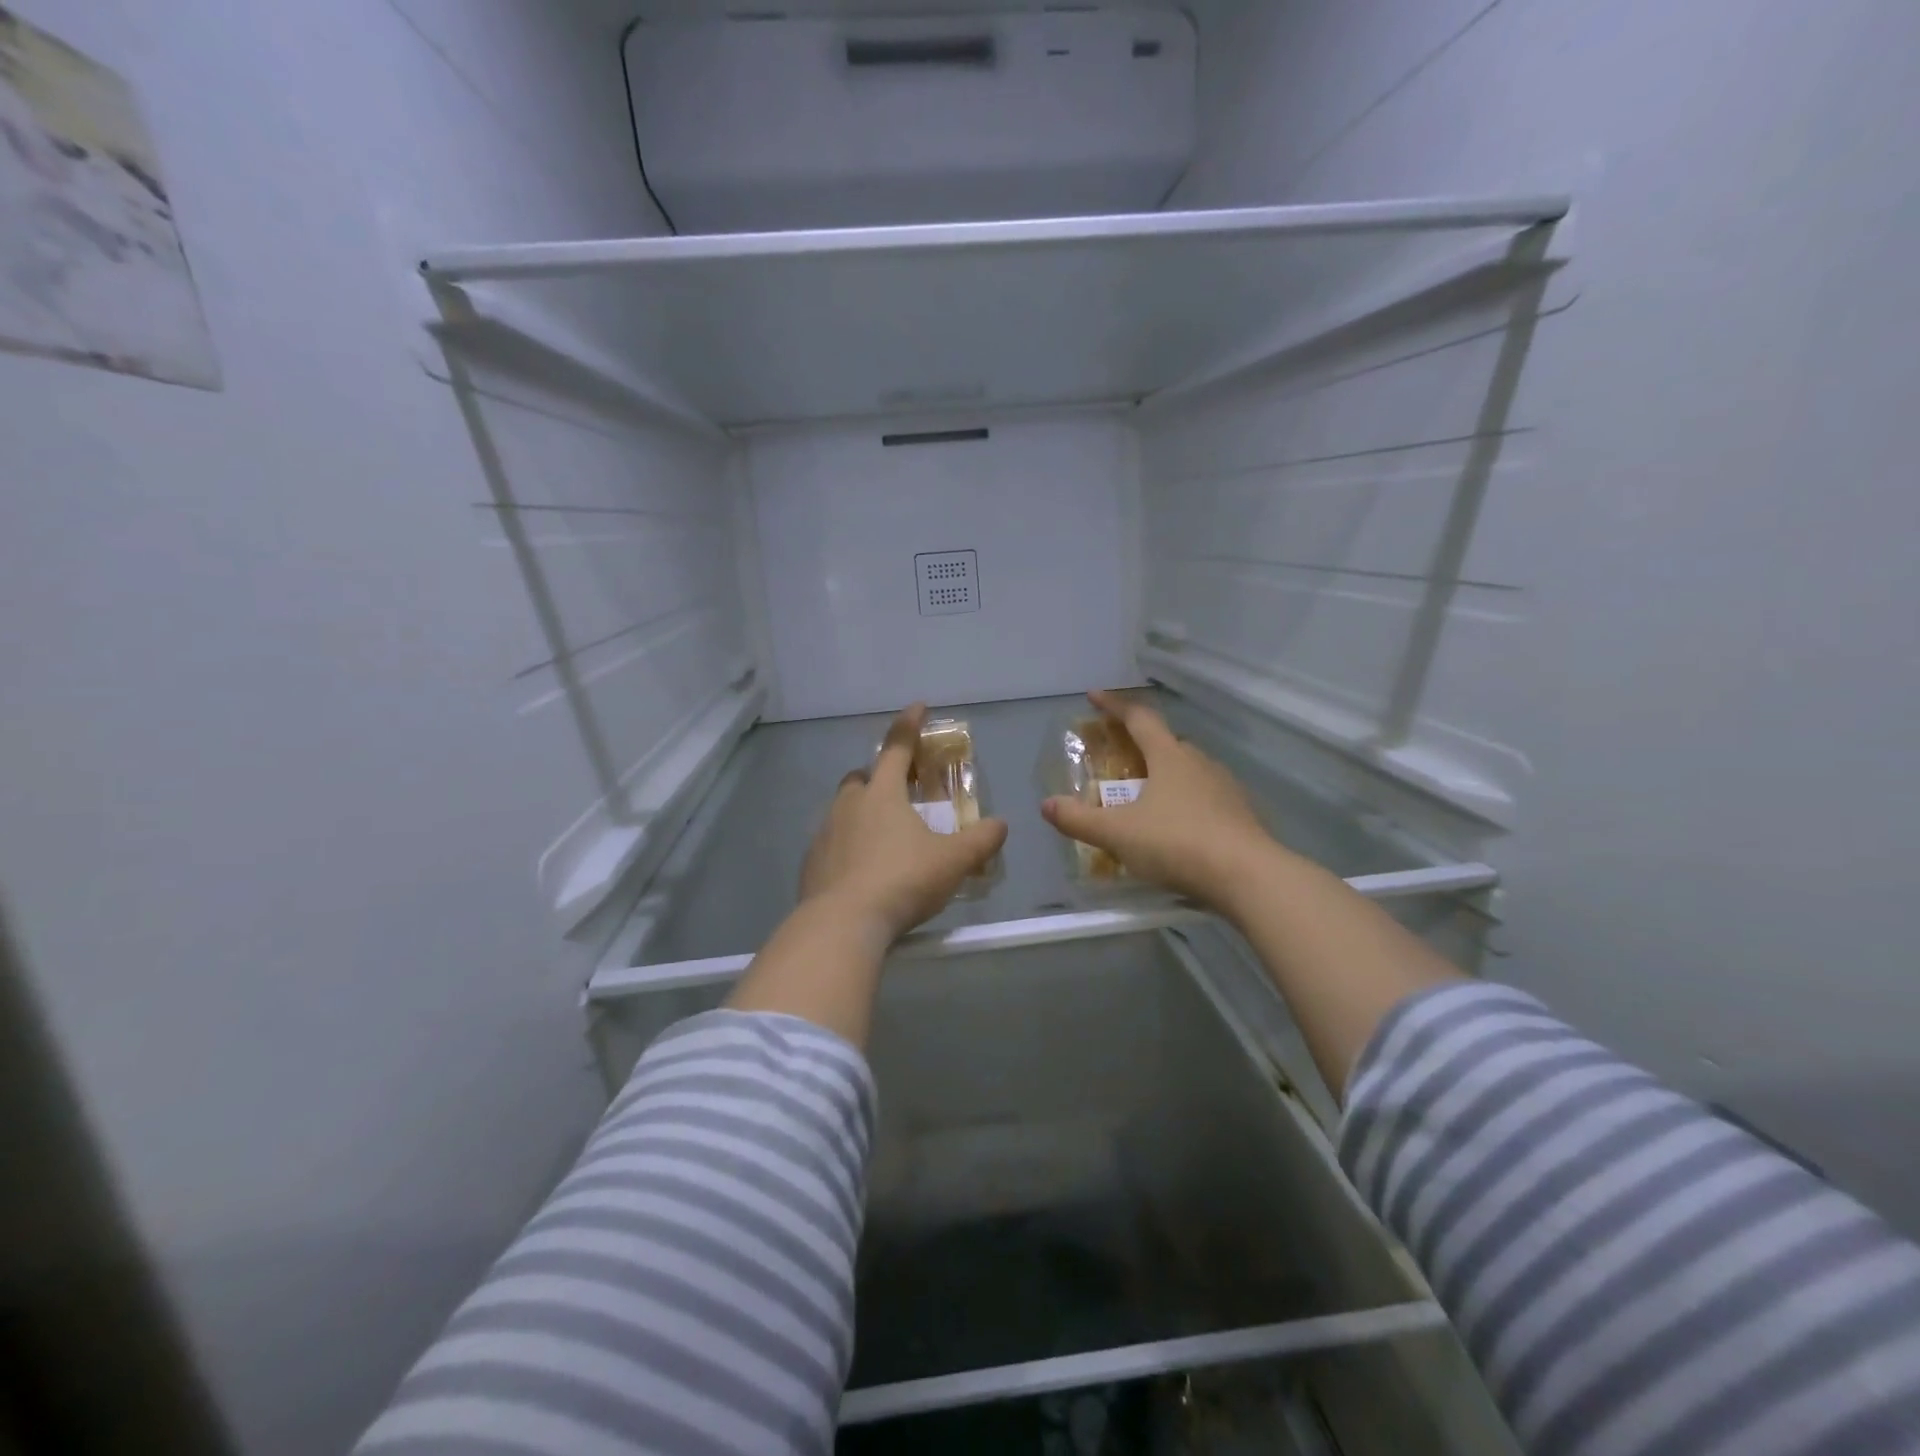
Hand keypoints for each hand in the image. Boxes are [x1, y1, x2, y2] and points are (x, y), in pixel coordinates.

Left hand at [799, 703, 1007, 946]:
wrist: (842, 923)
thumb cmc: (902, 881)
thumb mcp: (952, 861)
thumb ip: (980, 841)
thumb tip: (1001, 825)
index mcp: (883, 794)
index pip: (897, 747)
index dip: (910, 724)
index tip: (918, 706)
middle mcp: (849, 805)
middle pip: (862, 777)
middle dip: (880, 776)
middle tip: (901, 792)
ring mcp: (824, 833)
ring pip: (843, 809)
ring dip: (863, 812)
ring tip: (885, 836)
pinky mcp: (811, 863)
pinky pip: (832, 842)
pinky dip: (848, 845)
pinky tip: (863, 869)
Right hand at [1041, 689, 1283, 912]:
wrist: (1249, 877)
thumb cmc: (1177, 843)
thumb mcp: (1118, 834)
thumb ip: (1080, 819)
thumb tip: (1047, 805)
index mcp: (1169, 756)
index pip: (1139, 718)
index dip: (1114, 706)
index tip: (1094, 696)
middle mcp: (1199, 763)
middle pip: (1166, 743)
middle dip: (1140, 745)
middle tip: (1119, 757)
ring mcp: (1225, 788)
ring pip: (1189, 771)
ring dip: (1165, 775)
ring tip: (1146, 796)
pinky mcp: (1241, 815)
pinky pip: (1205, 798)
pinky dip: (1186, 803)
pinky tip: (1177, 828)